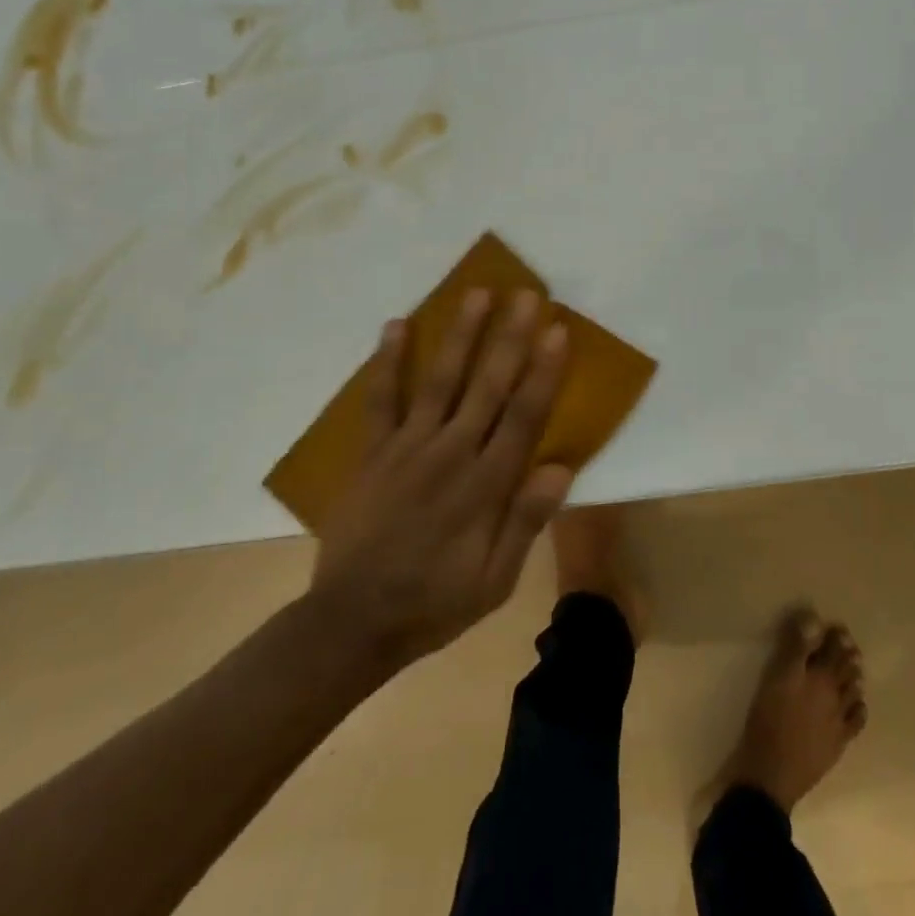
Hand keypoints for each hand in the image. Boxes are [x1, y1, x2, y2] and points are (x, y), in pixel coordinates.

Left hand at [308, 289, 573, 672]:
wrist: (352, 622)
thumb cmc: (435, 601)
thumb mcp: (494, 581)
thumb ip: (525, 522)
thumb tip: (561, 467)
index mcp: (485, 486)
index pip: (523, 416)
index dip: (542, 371)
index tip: (556, 330)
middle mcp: (450, 454)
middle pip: (487, 386)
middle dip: (509, 337)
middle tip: (526, 294)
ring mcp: (407, 448)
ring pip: (440, 380)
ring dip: (460, 335)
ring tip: (477, 293)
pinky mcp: (373, 452)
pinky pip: (381, 399)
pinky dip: (387, 361)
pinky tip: (395, 325)